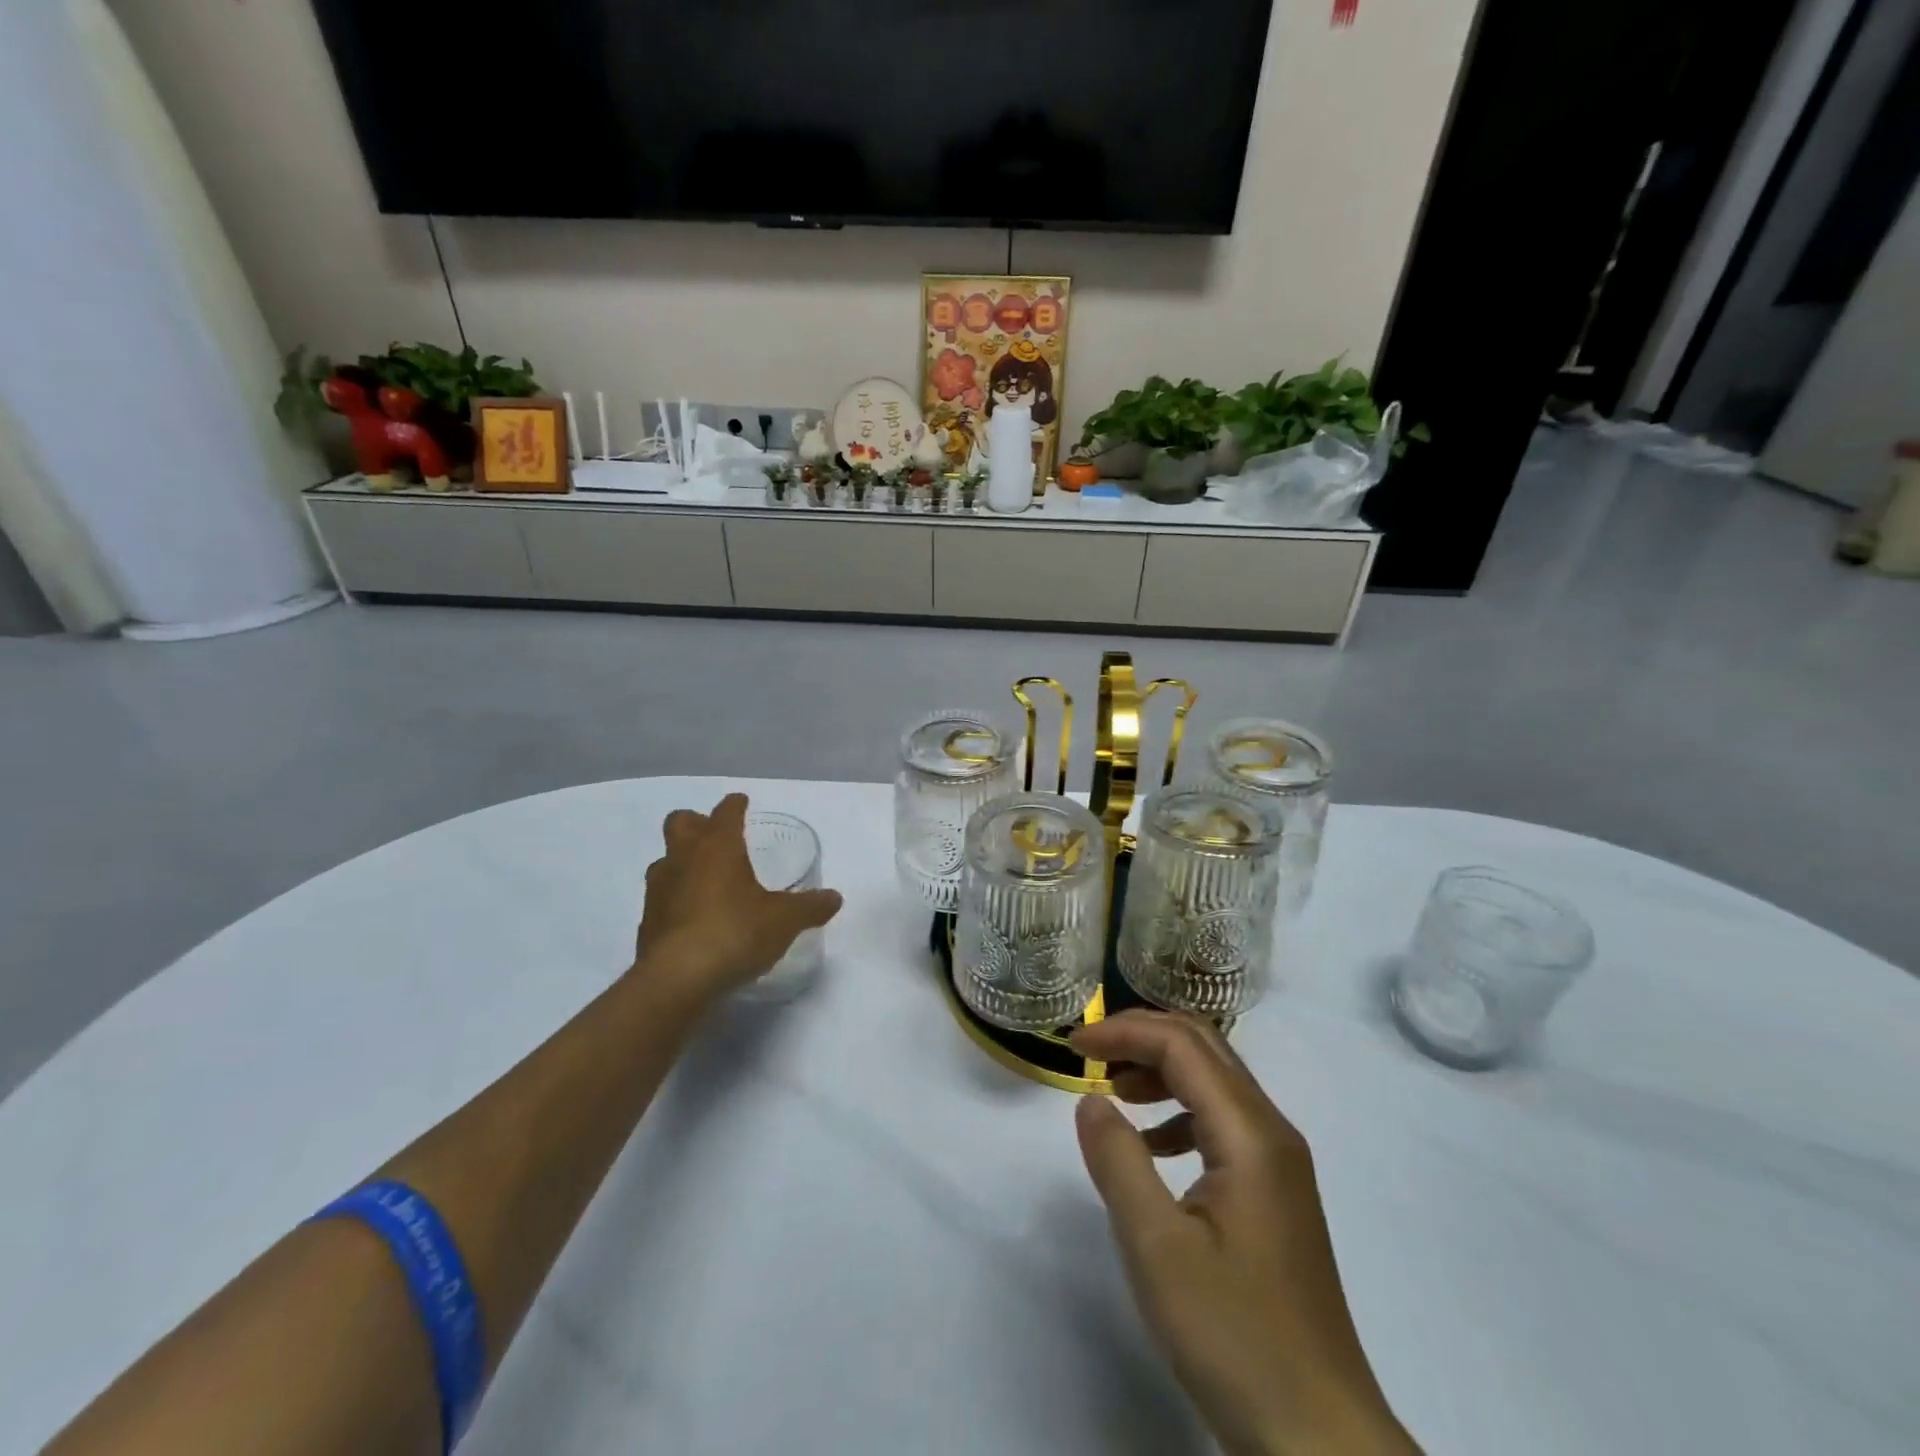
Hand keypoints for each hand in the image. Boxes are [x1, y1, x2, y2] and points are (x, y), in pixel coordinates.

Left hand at [633, 794, 841, 999]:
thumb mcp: (784, 920)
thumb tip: (834, 898)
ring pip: (665, 860)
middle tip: (718, 836)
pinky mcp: (647, 923)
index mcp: (717, 846)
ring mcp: (659, 890)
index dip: (735, 805)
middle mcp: (683, 859)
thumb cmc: (735, 933)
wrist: (676, 981)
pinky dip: (676, 899)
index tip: (742, 802)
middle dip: (697, 822)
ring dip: (683, 862)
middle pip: (679, 822)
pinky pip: (662, 898)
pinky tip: (695, 918)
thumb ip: (809, 907)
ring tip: (707, 879)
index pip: (725, 811)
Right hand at [1070, 1012, 1414, 1455]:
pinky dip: (1179, 1112)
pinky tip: (1153, 1146)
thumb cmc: (1234, 1336)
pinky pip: (1223, 1122)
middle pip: (1205, 1049)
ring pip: (1216, 1082)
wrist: (1319, 1436)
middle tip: (1090, 1052)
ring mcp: (1279, 1163)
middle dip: (1143, 1037)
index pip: (1182, 1046)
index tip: (1073, 1046)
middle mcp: (1272, 1133)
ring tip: (1113, 1090)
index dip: (1124, 1032)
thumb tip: (1091, 1099)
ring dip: (1162, 1070)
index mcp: (1250, 1134)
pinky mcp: (1275, 1193)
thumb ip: (1118, 1161)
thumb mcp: (1157, 1248)